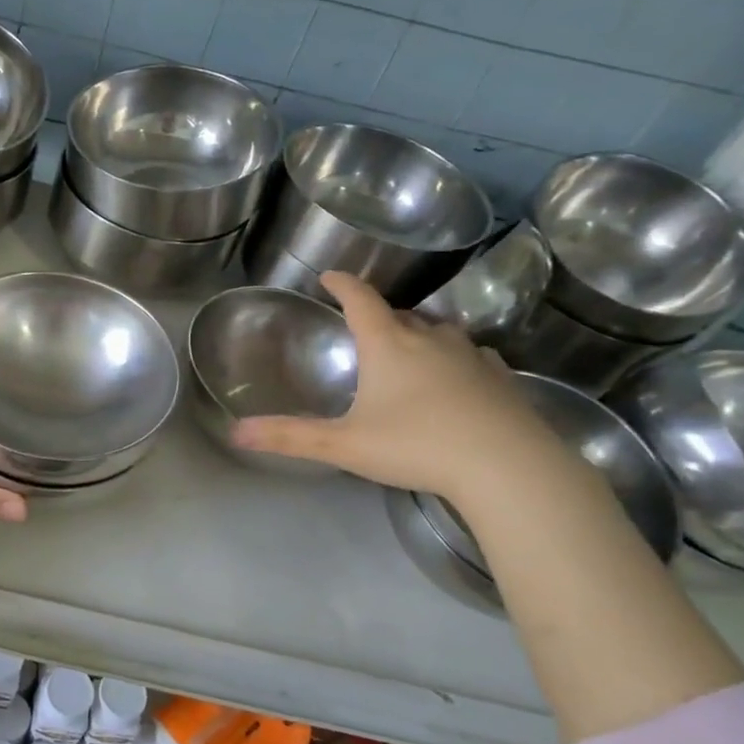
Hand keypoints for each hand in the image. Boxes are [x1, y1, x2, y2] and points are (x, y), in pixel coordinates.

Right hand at [232, 271, 560, 501]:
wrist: (507, 467)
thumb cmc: (417, 446)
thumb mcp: (344, 444)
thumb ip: (290, 437)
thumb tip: (236, 432)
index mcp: (389, 345)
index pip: (360, 300)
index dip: (342, 285)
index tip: (330, 276)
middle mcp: (430, 339)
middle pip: (400, 316)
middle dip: (380, 318)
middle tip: (364, 332)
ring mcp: (471, 356)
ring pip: (439, 333)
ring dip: (420, 337)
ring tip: (409, 354)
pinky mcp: (501, 378)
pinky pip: (473, 357)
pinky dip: (457, 360)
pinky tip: (458, 379)